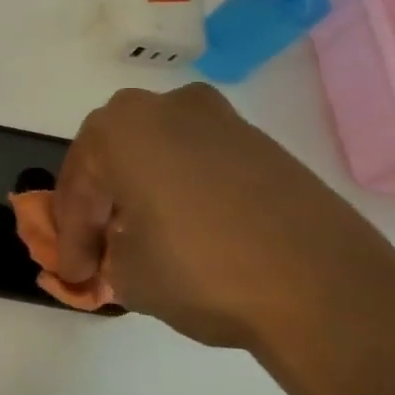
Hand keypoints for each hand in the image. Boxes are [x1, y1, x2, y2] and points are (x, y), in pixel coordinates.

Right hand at [53, 85, 394, 394]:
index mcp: (120, 128)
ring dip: (141, 196)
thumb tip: (113, 254)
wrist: (325, 286)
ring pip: (157, 157)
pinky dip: (181, 193)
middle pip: (113, 159)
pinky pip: (198, 163)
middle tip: (98, 251)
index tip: (73, 276)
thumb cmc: (202, 270)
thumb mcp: (129, 275)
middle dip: (100, 206)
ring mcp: (221, 120)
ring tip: (142, 243)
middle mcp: (167, 107)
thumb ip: (106, 256)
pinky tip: (186, 232)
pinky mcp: (261, 144)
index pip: (78, 187)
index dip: (69, 238)